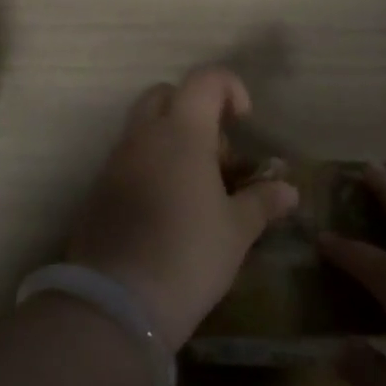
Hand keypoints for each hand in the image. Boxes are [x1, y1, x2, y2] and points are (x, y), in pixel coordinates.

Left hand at [66, 67, 298, 351]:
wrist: (116, 304)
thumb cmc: (188, 256)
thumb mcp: (237, 231)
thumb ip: (263, 202)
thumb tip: (288, 190)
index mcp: (182, 133)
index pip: (205, 80)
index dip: (230, 88)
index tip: (244, 122)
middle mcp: (143, 137)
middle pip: (165, 95)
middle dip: (195, 110)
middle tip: (218, 153)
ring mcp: (114, 163)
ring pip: (143, 128)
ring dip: (171, 141)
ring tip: (197, 187)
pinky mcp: (97, 192)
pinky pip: (128, 160)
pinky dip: (151, 167)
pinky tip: (168, 209)